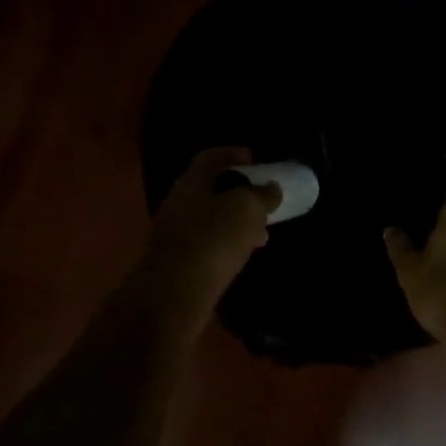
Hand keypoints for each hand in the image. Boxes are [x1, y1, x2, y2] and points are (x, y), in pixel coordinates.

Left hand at [138, 147, 281, 331]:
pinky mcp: (177, 261)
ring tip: (260, 230)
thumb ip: (261, 195)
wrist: (176, 292)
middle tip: (260, 197)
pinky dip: (226, 242)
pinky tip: (242, 254)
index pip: (210, 157)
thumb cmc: (213, 239)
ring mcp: (174, 234)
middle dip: (237, 191)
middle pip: (209, 188)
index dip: (232, 153)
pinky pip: (206, 242)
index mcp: (191, 182)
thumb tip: (271, 189)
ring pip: (209, 217)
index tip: (253, 159)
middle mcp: (178, 203)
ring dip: (234, 220)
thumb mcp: (247, 209)